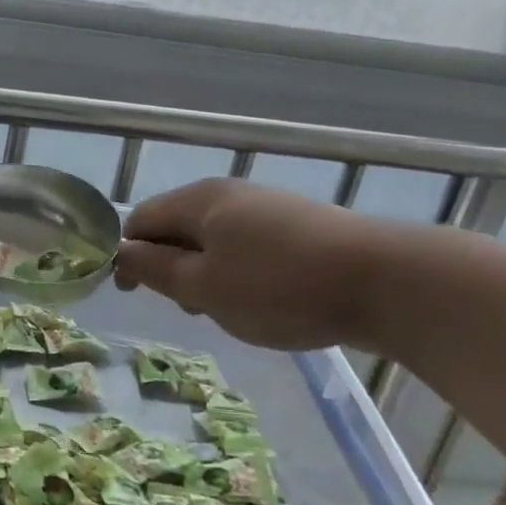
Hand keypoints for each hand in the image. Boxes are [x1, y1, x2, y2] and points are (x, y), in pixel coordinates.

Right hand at [115, 178, 387, 350]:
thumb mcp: (204, 286)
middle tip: (186, 307)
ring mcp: (268, 208)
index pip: (141, 219)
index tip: (132, 293)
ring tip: (225, 309)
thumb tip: (120, 252)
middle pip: (178, 226)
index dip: (127, 254)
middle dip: (169, 265)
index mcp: (199, 201)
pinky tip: (262, 300)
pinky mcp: (298, 227)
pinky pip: (247, 245)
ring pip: (214, 239)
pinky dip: (238, 271)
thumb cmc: (279, 286)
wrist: (385, 281)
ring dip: (205, 272)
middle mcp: (230, 195)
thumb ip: (156, 269)